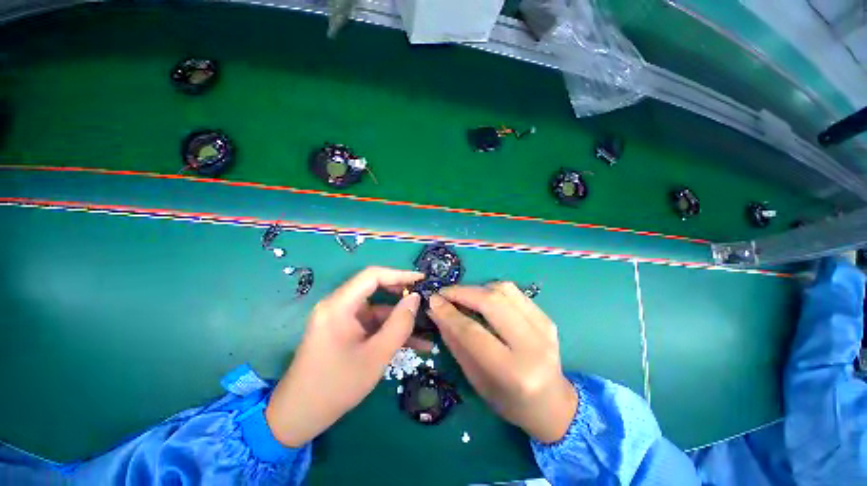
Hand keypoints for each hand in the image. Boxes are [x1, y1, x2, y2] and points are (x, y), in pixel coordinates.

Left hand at [265, 266, 423, 446]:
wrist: (299, 416)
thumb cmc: (336, 386)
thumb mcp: (376, 355)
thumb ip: (399, 324)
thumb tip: (415, 298)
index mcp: (339, 305)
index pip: (372, 276)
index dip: (399, 274)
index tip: (421, 279)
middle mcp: (338, 305)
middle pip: (375, 289)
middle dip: (401, 295)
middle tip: (424, 300)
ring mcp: (341, 318)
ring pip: (377, 309)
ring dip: (399, 317)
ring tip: (425, 325)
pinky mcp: (344, 330)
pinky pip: (371, 323)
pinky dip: (389, 329)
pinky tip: (413, 342)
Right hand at [427, 282, 577, 443]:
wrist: (552, 403)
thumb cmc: (508, 400)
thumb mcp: (476, 378)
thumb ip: (455, 342)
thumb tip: (437, 311)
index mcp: (512, 372)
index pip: (473, 332)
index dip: (449, 313)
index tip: (433, 301)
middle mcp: (532, 345)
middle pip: (491, 302)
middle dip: (462, 292)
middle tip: (444, 293)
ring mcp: (544, 328)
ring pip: (504, 290)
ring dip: (477, 288)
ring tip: (463, 296)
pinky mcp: (547, 318)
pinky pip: (514, 292)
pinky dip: (493, 290)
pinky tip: (483, 298)